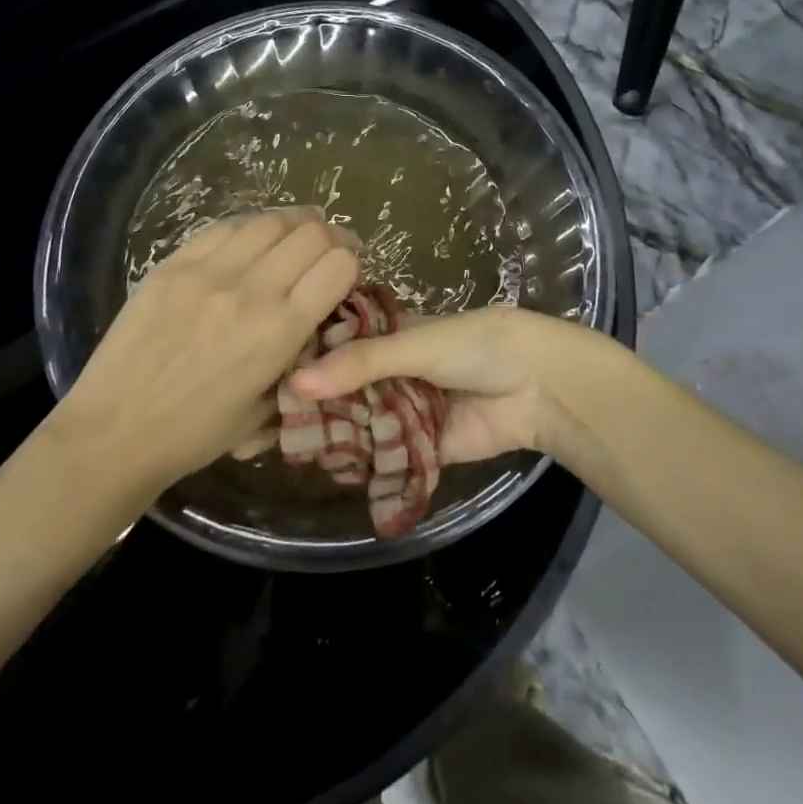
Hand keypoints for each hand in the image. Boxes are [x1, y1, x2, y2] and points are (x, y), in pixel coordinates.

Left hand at [49, 209, 359, 495]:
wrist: (114, 432)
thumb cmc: (195, 434)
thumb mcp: (266, 407)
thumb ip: (298, 357)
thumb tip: (315, 318)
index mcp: (280, 331)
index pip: (339, 265)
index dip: (351, 261)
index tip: (347, 270)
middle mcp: (251, 290)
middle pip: (311, 233)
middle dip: (331, 235)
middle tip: (328, 247)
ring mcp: (209, 271)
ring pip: (270, 220)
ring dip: (293, 223)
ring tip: (295, 233)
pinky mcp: (174, 263)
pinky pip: (225, 226)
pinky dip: (250, 225)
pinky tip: (253, 236)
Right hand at [287, 306, 620, 464]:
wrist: (536, 385)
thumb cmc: (474, 345)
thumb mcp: (414, 344)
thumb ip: (360, 363)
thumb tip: (296, 382)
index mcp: (392, 335)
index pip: (341, 344)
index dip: (310, 355)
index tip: (266, 367)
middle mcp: (394, 371)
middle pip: (347, 386)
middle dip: (317, 402)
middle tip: (267, 419)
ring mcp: (406, 409)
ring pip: (361, 421)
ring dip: (335, 433)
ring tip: (286, 447)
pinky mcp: (420, 447)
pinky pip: (385, 454)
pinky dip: (362, 461)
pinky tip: (325, 468)